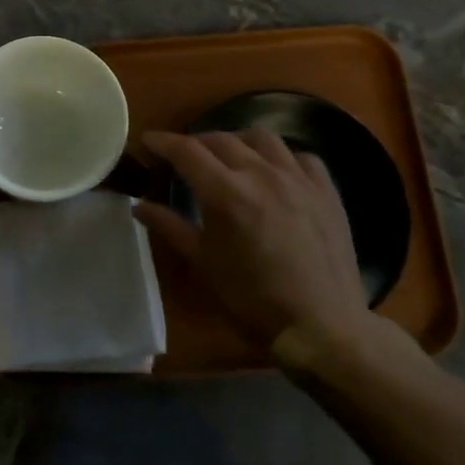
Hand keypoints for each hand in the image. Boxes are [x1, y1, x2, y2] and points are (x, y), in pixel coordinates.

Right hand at [134, 129, 379, 367]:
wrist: (322, 327)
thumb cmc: (252, 300)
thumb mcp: (203, 264)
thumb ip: (170, 227)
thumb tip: (138, 205)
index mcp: (226, 193)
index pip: (186, 151)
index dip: (163, 142)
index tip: (148, 140)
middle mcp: (261, 174)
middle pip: (221, 139)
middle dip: (196, 143)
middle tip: (183, 157)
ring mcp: (298, 179)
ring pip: (262, 138)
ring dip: (238, 141)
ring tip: (230, 158)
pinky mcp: (326, 191)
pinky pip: (301, 157)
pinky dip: (281, 158)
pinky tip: (275, 173)